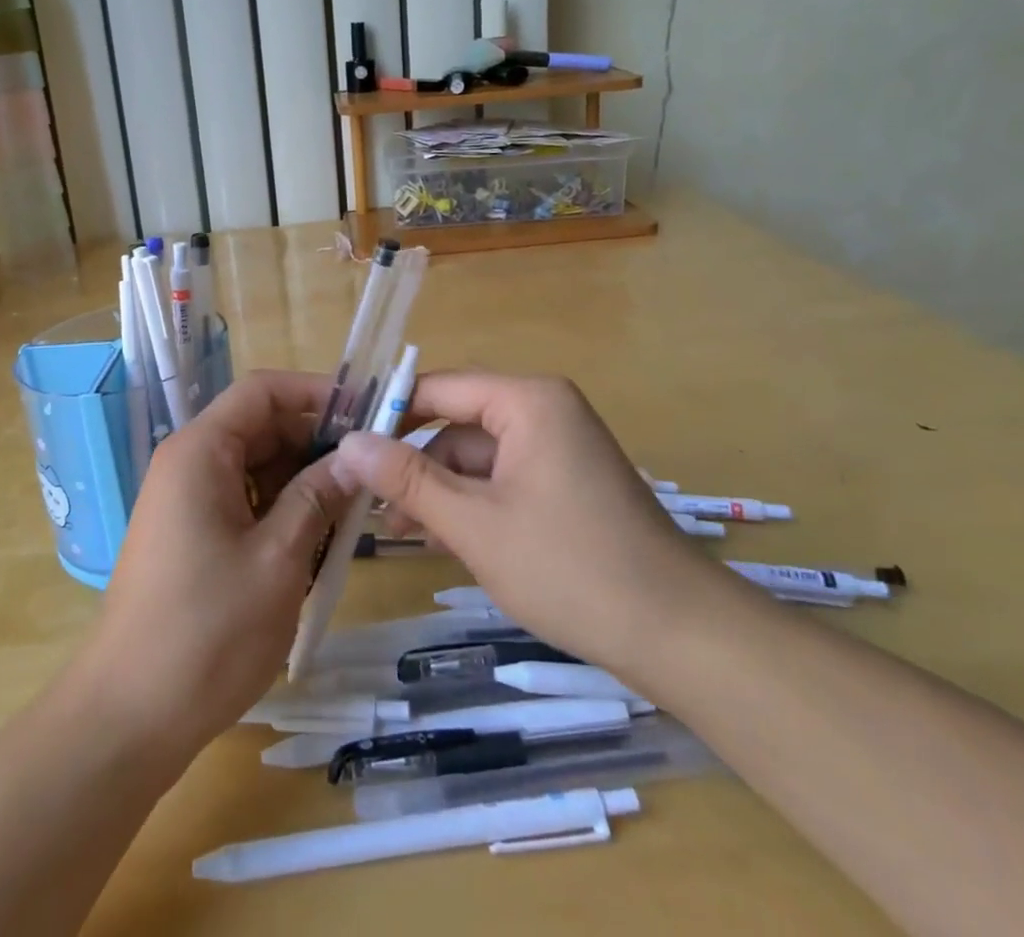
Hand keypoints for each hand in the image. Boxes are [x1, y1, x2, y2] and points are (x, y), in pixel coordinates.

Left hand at [78, 370, 352, 759]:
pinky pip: (244, 499)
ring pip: (257, 466)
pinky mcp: (191, 532)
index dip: (315, 392)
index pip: (262, 391)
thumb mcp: (279, 559)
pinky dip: (281, 509)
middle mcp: (189, 462)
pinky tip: (315, 541)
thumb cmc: (208, 632)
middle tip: (369, 473)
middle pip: (261, 427)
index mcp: (201, 451)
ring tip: (350, 512)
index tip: (367, 414)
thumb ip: (319, 496)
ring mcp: (187, 499)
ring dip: (303, 481)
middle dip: (315, 443)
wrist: (129, 718)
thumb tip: (357, 454)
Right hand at [331, 372, 728, 691]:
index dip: (390, 414)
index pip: (440, 388)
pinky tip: (443, 539)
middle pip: (458, 423)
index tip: (346, 446)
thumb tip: (347, 443)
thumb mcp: (474, 524)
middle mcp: (544, 410)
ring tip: (401, 533)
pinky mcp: (565, 481)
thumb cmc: (569, 567)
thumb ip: (407, 479)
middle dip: (415, 463)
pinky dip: (473, 503)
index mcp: (527, 400)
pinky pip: (503, 478)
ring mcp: (558, 446)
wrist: (677, 634)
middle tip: (370, 503)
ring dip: (440, 489)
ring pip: (477, 456)